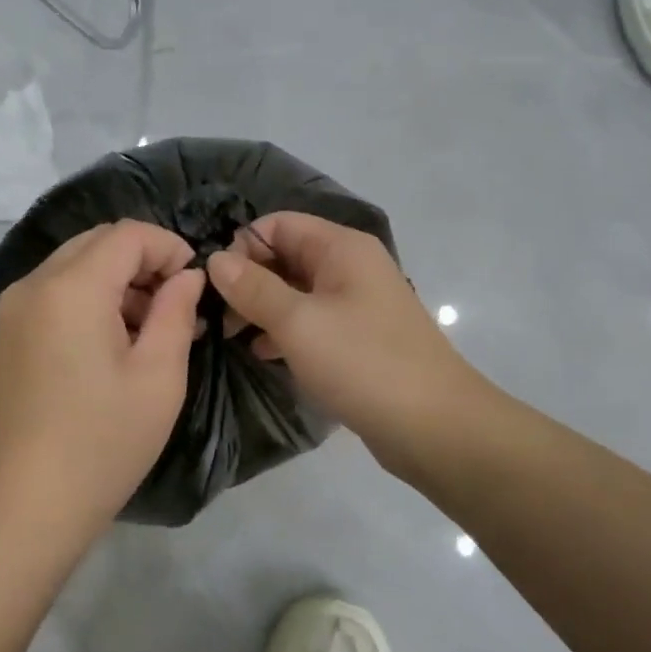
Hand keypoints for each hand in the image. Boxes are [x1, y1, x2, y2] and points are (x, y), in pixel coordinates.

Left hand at [0, 220, 204, 539]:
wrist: (29, 505)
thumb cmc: (104, 442)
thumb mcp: (159, 376)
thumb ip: (177, 311)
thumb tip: (186, 276)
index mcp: (70, 288)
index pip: (127, 234)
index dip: (168, 246)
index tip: (195, 282)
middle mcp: (33, 284)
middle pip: (97, 243)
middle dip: (143, 261)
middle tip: (177, 305)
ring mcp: (12, 310)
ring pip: (74, 266)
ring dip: (116, 280)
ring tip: (153, 328)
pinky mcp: (7, 334)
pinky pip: (55, 293)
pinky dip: (90, 299)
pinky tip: (114, 341)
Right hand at [206, 213, 482, 472]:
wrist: (434, 426)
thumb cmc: (364, 364)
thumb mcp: (299, 323)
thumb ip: (254, 288)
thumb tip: (216, 259)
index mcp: (342, 248)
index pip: (278, 225)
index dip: (242, 247)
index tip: (215, 286)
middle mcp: (351, 267)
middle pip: (286, 256)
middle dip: (249, 281)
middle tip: (218, 318)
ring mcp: (357, 304)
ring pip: (296, 292)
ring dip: (262, 309)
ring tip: (231, 338)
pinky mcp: (358, 338)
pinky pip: (311, 322)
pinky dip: (284, 332)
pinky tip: (262, 355)